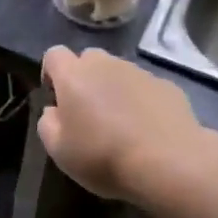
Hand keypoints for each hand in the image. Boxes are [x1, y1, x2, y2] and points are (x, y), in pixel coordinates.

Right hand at [38, 47, 202, 203]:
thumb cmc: (104, 156)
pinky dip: (142, 102)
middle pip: (88, 60)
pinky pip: (145, 88)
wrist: (169, 163)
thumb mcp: (59, 151)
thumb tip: (54, 111)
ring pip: (118, 73)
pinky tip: (148, 131)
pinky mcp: (166, 85)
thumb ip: (48, 123)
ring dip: (114, 91)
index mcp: (74, 75)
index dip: (51, 74)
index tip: (57, 101)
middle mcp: (105, 63)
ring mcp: (139, 72)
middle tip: (89, 114)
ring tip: (122, 126)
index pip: (54, 54)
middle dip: (85, 80)